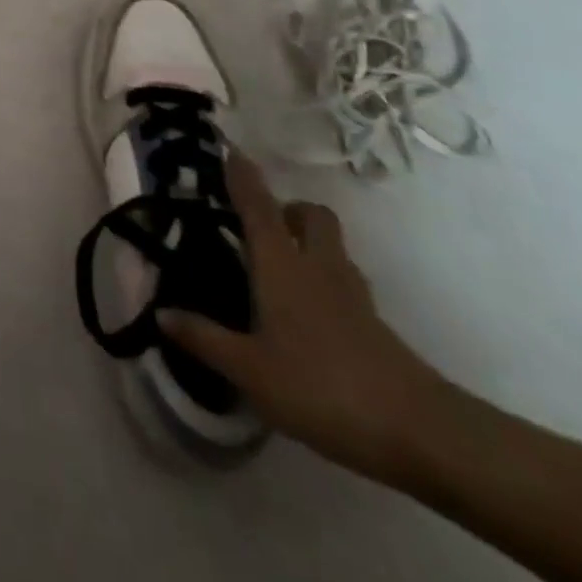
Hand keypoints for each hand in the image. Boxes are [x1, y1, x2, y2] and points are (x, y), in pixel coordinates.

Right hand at [161, 152, 451, 482]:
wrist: (420, 433)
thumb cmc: (321, 387)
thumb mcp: (250, 369)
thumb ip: (204, 338)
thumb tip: (161, 312)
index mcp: (281, 265)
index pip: (258, 206)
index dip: (242, 176)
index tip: (229, 149)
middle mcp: (317, 266)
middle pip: (309, 214)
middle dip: (286, 207)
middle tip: (258, 225)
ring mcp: (351, 293)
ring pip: (330, 245)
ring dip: (307, 240)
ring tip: (278, 266)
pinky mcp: (373, 323)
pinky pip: (342, 280)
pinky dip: (322, 279)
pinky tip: (306, 311)